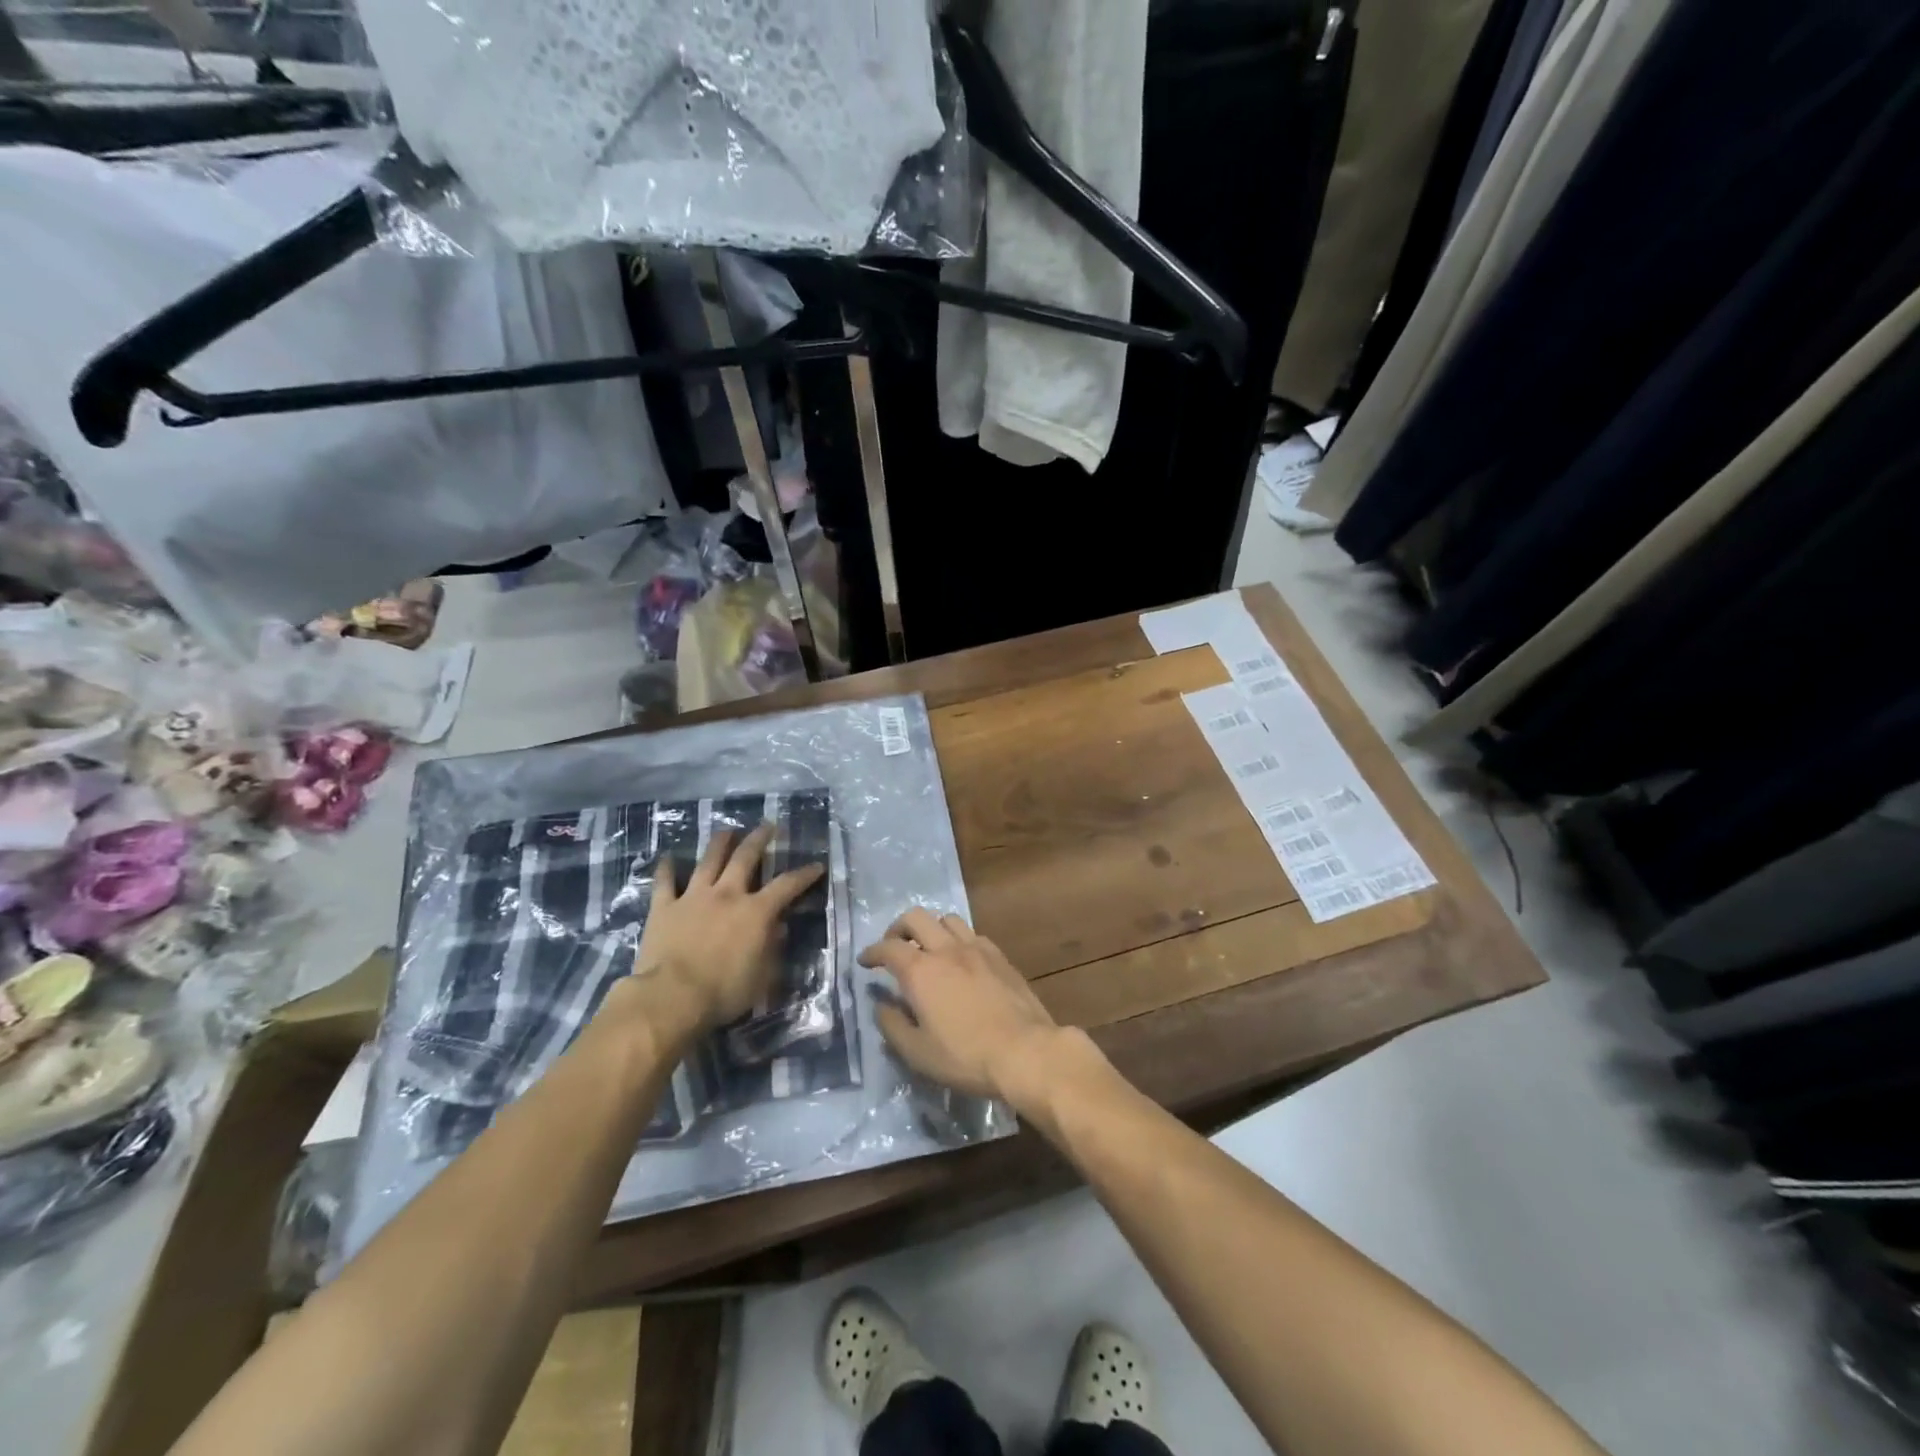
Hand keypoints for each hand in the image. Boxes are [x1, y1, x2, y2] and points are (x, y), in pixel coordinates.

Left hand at [632, 823, 824, 1034]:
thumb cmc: (724, 992)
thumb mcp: (763, 976)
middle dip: (759, 839)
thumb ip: (772, 948)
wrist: (672, 997)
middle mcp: (727, 894)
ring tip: (727, 831)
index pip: (787, 885)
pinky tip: (667, 858)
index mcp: (756, 912)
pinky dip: (666, 868)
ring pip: (708, 861)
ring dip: (719, 843)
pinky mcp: (664, 907)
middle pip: (745, 857)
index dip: (804, 874)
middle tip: (768, 826)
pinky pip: (664, 882)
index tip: (816, 865)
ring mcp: (693, 897)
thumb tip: (779, 928)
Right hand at [858, 908, 1070, 1103]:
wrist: (1025, 1051)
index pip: (888, 947)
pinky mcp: (999, 956)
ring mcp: (976, 948)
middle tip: (894, 948)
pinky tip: (961, 960)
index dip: (872, 952)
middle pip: (916, 917)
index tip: (865, 962)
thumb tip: (881, 1005)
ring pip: (947, 919)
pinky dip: (957, 939)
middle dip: (898, 929)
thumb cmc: (965, 1056)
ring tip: (928, 949)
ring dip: (931, 929)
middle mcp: (946, 949)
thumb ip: (893, 1025)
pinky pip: (972, 934)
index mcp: (921, 971)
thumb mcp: (917, 1052)